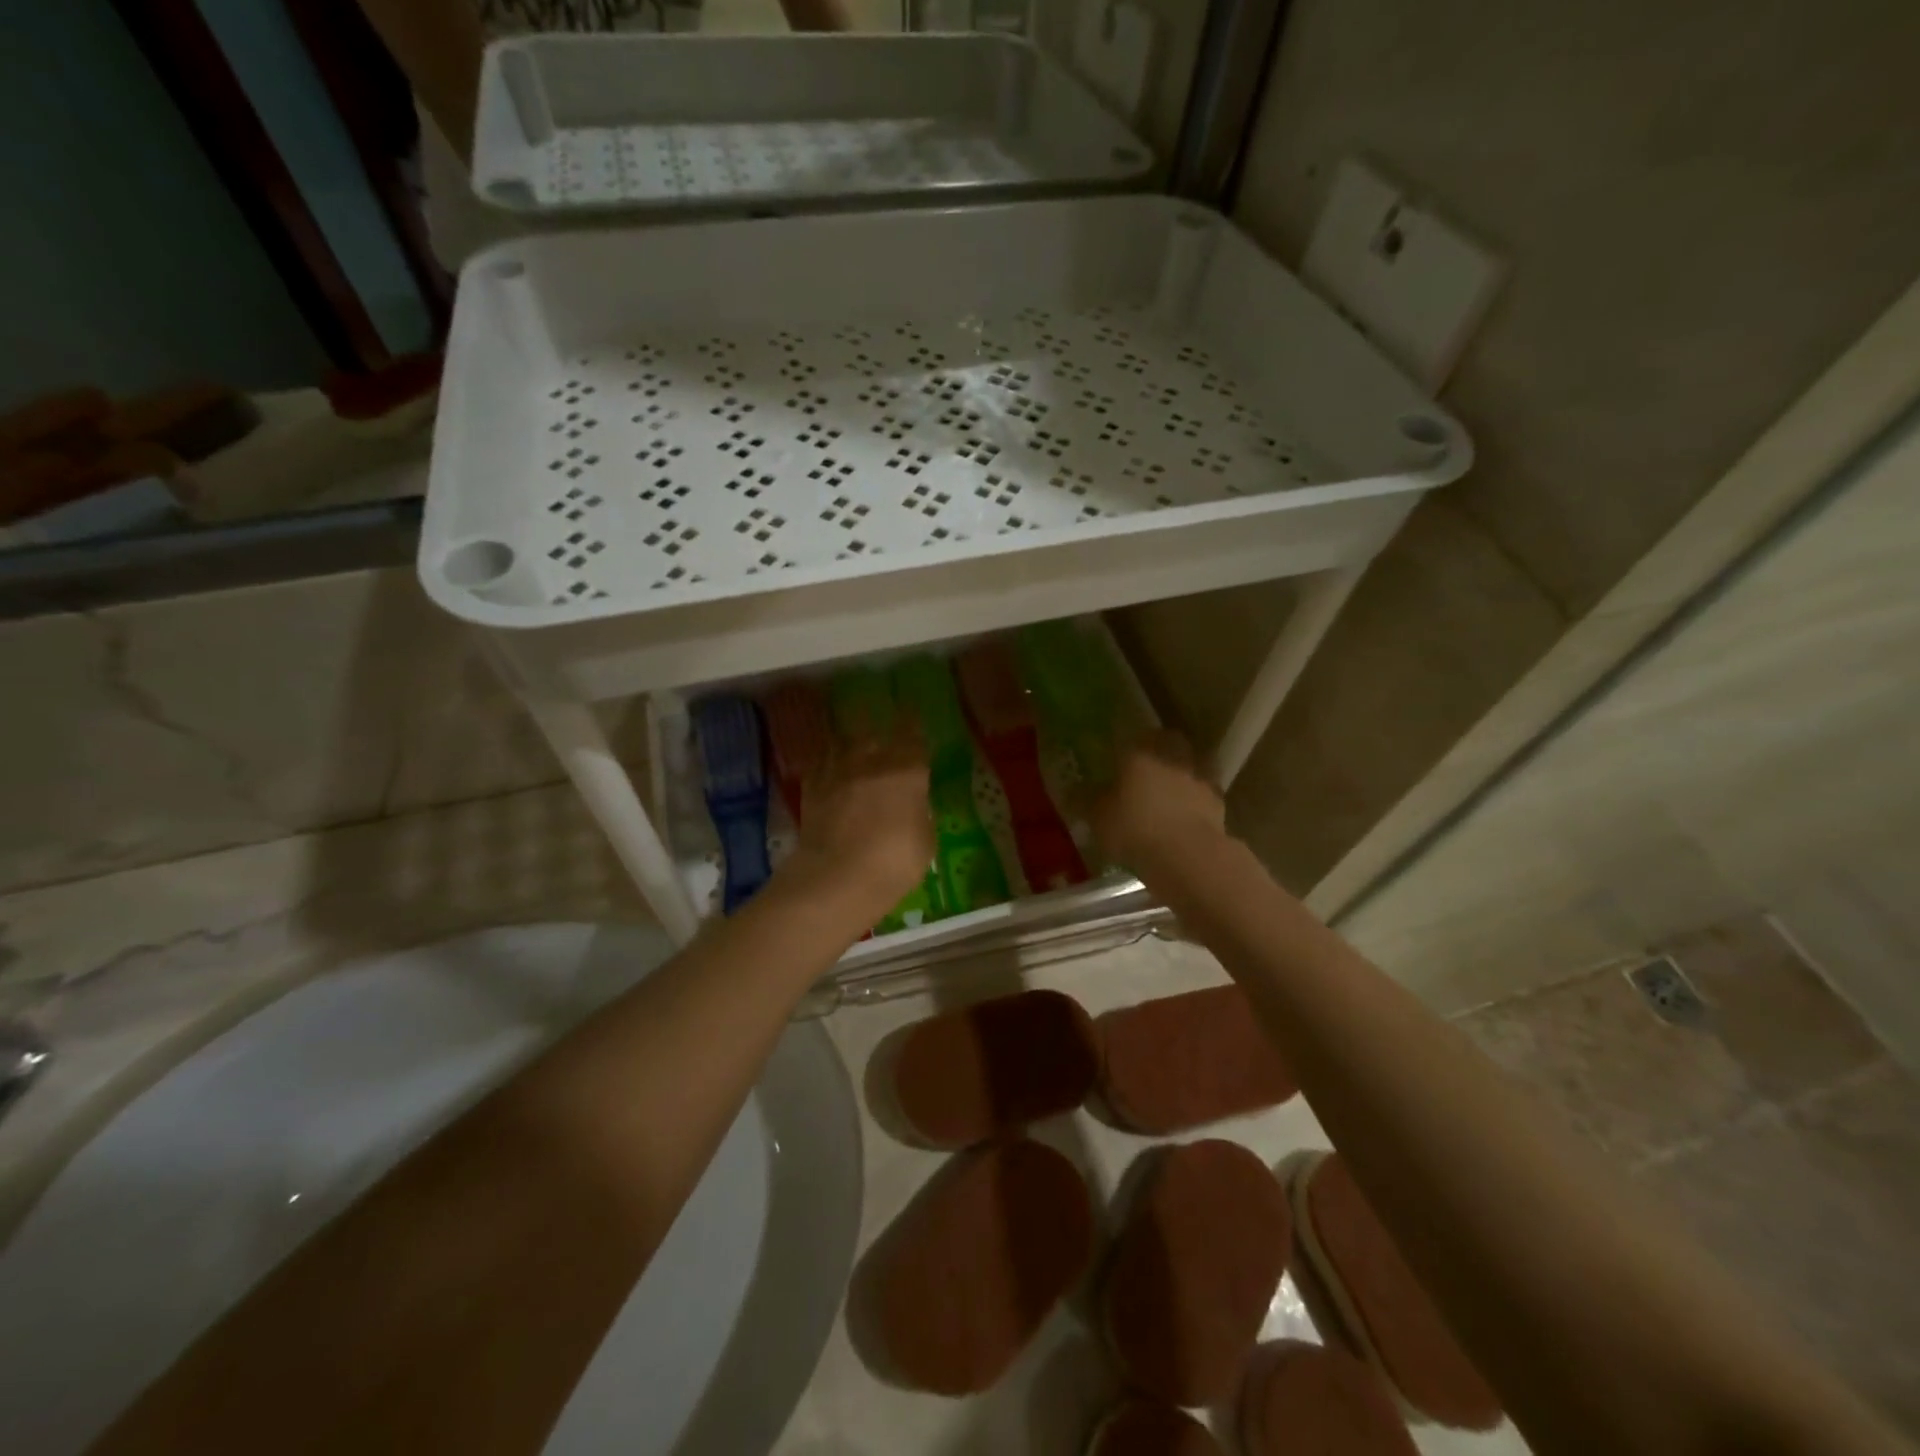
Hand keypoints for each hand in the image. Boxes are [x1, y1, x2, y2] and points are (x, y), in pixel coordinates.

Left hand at [786, 722, 933, 912]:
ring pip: (842, 743)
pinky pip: (820, 766)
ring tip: (850, 740)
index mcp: (907, 771)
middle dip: (877, 725)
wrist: (837, 877)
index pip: (913, 736)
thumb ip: (921, 815)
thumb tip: (914, 805)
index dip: (913, 724)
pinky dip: (826, 764)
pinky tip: (828, 769)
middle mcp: (871, 762)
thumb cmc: (894, 862)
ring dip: (848, 741)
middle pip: (873, 731)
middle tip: (879, 720)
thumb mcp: (925, 841)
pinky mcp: (811, 790)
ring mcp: (837, 773)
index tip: (912, 713)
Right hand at [1087, 731, 1227, 873]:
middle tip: (1147, 769)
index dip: (1130, 743)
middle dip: (1161, 751)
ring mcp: (1200, 778)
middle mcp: (1173, 757)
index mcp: (1141, 752)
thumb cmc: (1135, 829)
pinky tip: (1186, 816)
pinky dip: (1196, 800)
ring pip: (1191, 765)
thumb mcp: (1098, 818)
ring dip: (1182, 774)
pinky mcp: (1219, 803)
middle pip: (1170, 742)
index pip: (1137, 734)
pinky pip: (1204, 793)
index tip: (1123, 755)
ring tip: (1170, 794)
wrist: (1188, 856)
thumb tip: (1072, 791)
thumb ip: (1086, 801)